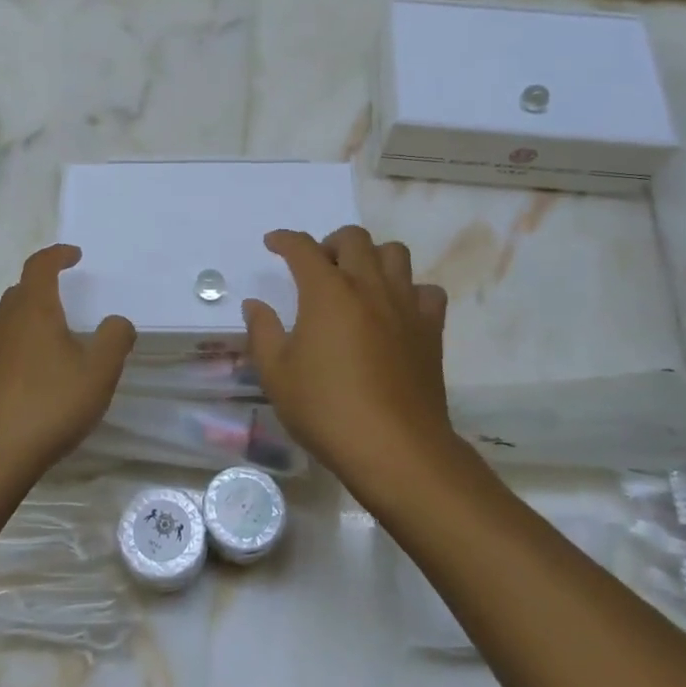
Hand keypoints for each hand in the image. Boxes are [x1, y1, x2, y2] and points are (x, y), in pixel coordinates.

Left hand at [0, 245, 134, 490]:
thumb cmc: (47, 408)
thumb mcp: (98, 374)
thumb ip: (115, 339)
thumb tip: (117, 321)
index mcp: (33, 312)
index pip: (40, 266)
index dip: (57, 255)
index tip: (74, 255)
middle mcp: (2, 325)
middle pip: (20, 293)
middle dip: (42, 288)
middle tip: (65, 297)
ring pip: (6, 324)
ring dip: (28, 321)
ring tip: (53, 341)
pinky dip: (16, 352)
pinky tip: (31, 381)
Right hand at [243, 228, 459, 495]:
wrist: (394, 448)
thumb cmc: (326, 410)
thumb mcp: (277, 375)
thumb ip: (262, 332)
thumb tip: (255, 304)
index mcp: (327, 292)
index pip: (302, 248)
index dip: (284, 239)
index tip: (273, 243)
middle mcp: (368, 286)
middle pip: (354, 239)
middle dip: (330, 242)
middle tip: (318, 267)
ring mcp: (404, 305)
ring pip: (395, 254)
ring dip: (372, 257)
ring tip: (358, 281)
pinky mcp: (430, 329)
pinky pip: (426, 291)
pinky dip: (409, 290)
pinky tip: (396, 311)